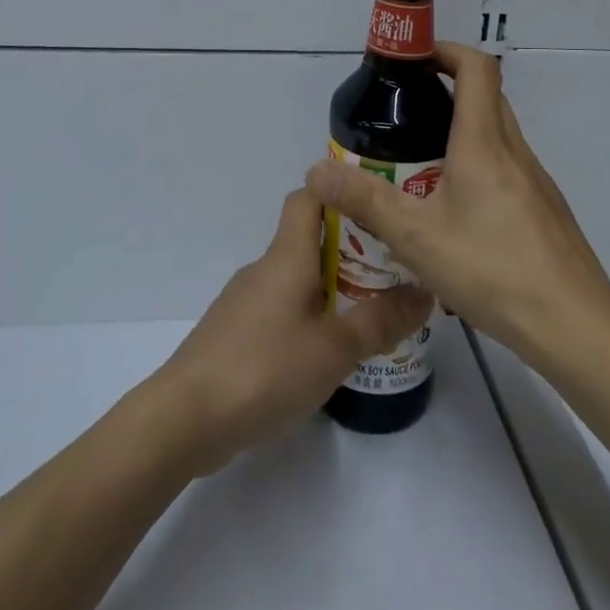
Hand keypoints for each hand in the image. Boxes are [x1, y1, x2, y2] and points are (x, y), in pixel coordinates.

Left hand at [151, 188, 432, 474]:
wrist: (185, 418)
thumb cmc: (264, 369)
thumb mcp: (334, 348)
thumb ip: (380, 321)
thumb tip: (425, 292)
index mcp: (287, 256)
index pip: (309, 197)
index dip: (340, 191)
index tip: (378, 206)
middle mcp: (264, 269)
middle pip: (309, 241)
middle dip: (351, 251)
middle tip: (393, 272)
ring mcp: (245, 301)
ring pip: (295, 279)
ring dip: (330, 289)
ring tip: (370, 315)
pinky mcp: (235, 333)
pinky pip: (279, 310)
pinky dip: (306, 317)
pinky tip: (325, 353)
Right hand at [305, 42, 609, 371]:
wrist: (573, 325)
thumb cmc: (492, 269)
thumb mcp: (416, 237)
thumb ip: (365, 200)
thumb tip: (315, 171)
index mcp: (485, 143)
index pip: (476, 68)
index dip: (446, 51)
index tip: (413, 62)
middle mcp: (515, 151)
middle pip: (487, 97)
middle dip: (447, 91)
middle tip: (406, 116)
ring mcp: (536, 181)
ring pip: (498, 136)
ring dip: (463, 133)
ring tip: (421, 167)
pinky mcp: (545, 210)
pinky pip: (508, 169)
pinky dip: (480, 168)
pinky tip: (457, 216)